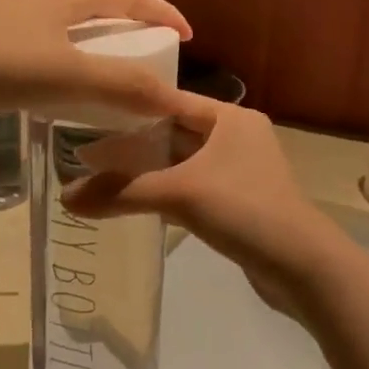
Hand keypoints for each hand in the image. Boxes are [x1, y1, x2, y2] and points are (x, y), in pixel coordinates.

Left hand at [0, 0, 194, 116]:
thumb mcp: (68, 77)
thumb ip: (123, 87)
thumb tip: (175, 101)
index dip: (163, 12)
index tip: (185, 37)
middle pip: (100, 1)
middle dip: (132, 24)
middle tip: (148, 54)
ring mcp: (12, 8)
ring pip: (69, 18)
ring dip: (97, 38)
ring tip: (107, 68)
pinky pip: (44, 35)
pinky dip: (67, 52)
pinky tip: (57, 79)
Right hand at [63, 100, 344, 314]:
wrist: (303, 267)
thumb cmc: (245, 210)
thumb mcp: (180, 194)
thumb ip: (121, 192)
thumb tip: (64, 197)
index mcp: (230, 118)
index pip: (170, 101)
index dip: (130, 107)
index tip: (89, 112)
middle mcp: (236, 136)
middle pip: (173, 132)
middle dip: (133, 141)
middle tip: (86, 147)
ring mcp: (239, 171)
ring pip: (181, 162)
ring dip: (147, 169)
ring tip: (101, 173)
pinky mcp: (237, 201)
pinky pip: (191, 187)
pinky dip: (164, 190)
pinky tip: (134, 200)